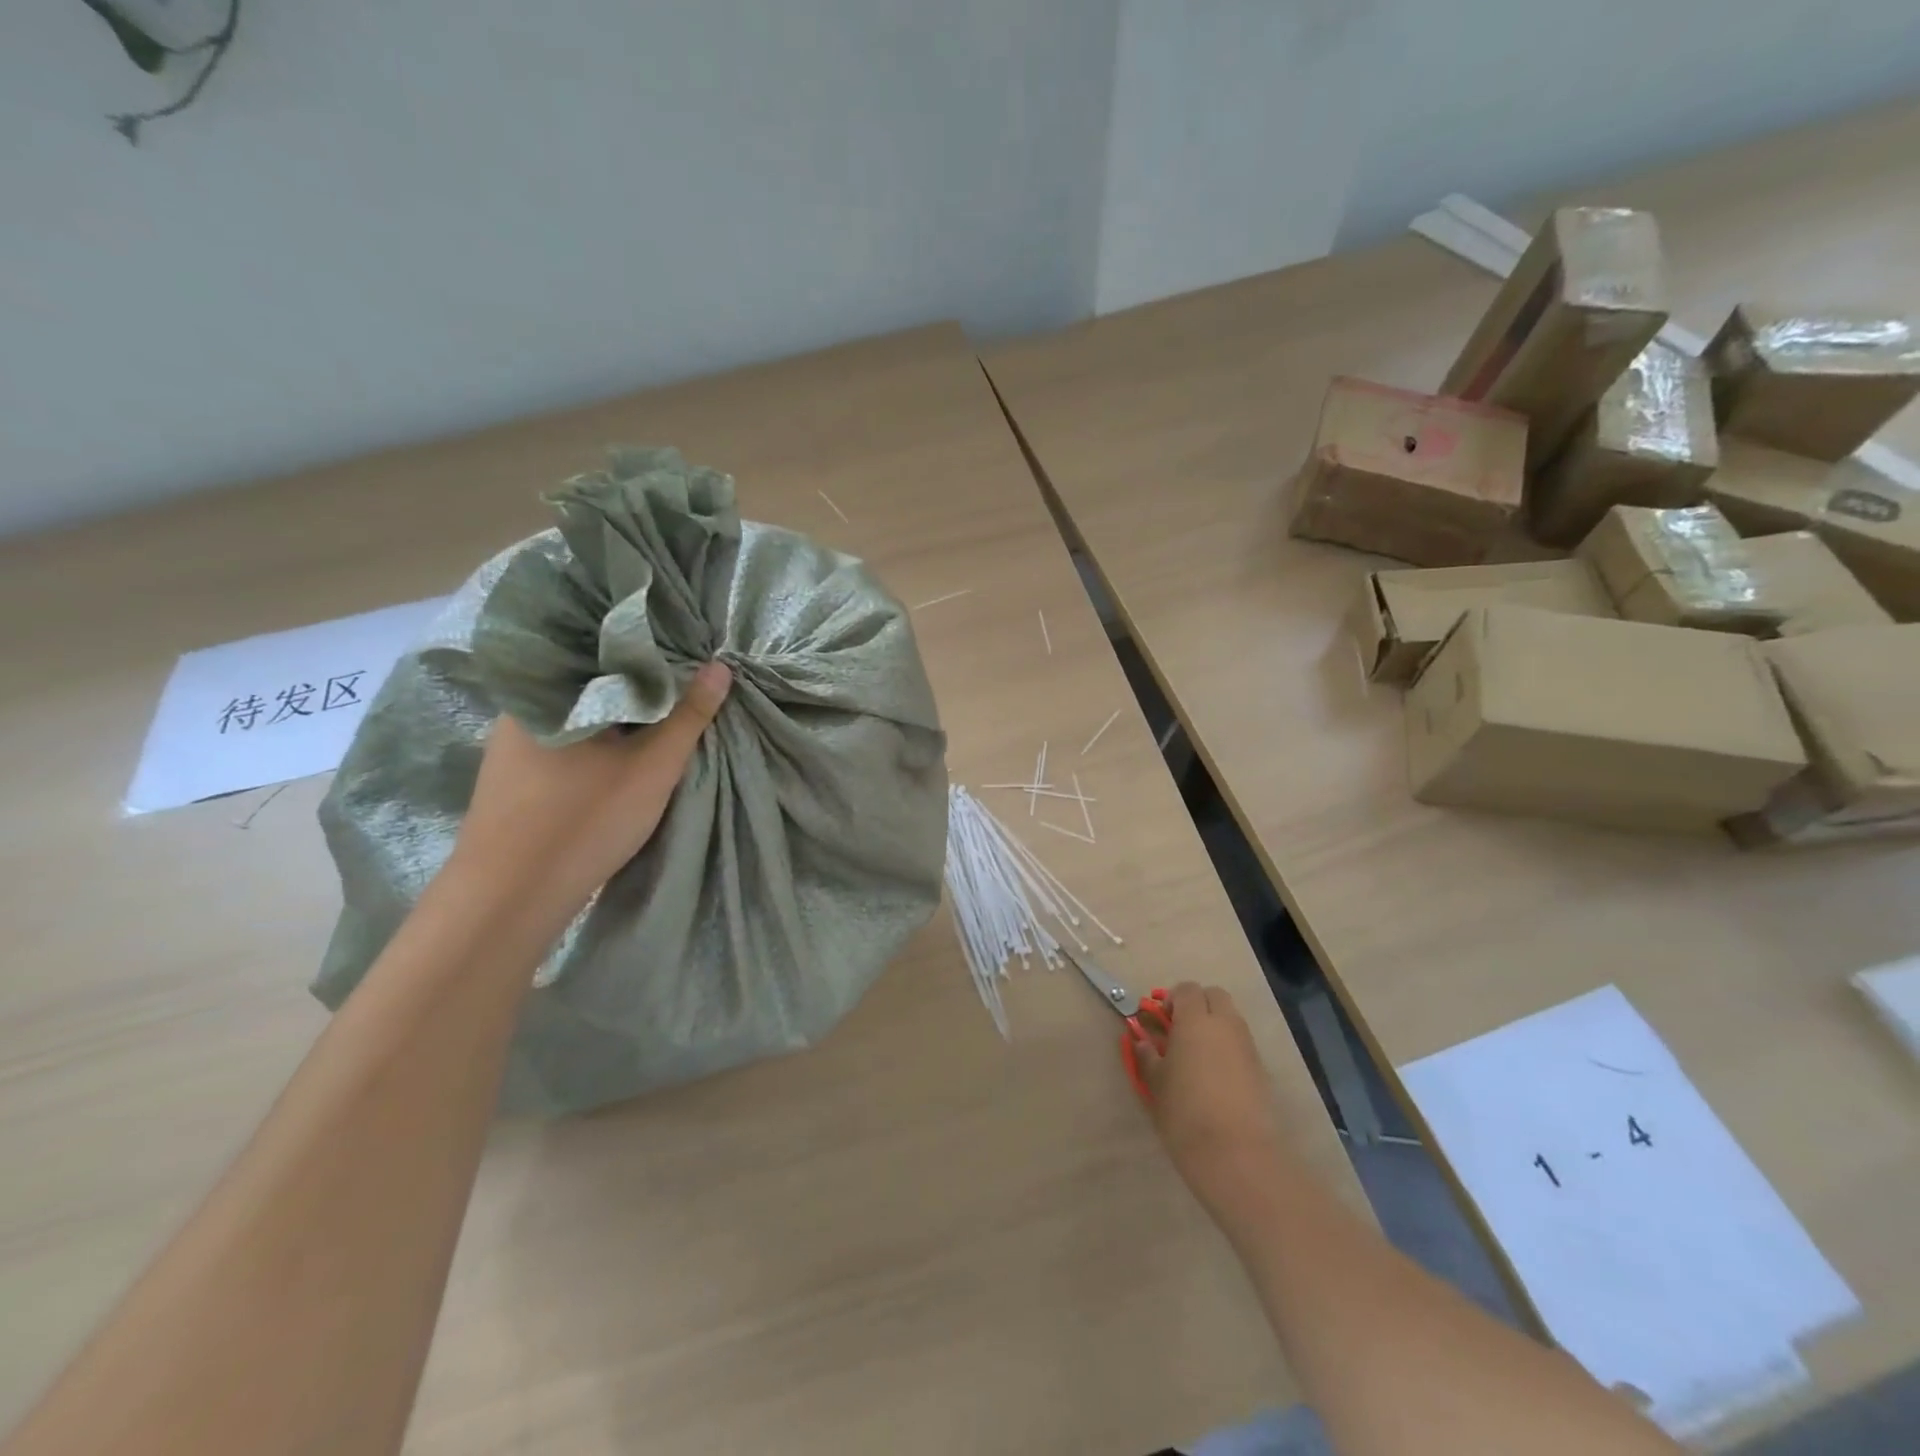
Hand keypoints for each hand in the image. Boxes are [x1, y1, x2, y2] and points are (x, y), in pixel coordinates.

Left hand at [445, 661, 732, 936]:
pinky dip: (598, 741)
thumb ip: (689, 715)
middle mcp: (522, 709)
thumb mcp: (652, 766)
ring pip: (581, 715)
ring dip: (618, 718)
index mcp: (548, 692)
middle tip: (683, 688)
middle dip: (638, 687)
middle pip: (593, 684)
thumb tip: (720, 666)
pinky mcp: (515, 777)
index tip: (688, 656)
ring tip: (661, 717)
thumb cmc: (584, 819)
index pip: (605, 651)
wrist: (511, 899)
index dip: (650, 651)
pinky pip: (567, 741)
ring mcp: (512, 745)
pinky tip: (622, 753)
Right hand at [1138, 982, 1287, 1216]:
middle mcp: (1225, 1025)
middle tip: (1179, 1029)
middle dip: (1197, 1004)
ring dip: (1214, 1025)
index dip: (1171, 998)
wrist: (1236, 1154)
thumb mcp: (1156, 1083)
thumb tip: (1142, 1041)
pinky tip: (1214, 1076)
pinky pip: (1241, 1043)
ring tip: (1196, 1055)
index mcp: (1195, 1020)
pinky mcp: (1260, 1070)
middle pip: (1214, 995)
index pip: (1187, 989)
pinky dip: (1227, 1047)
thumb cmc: (1185, 1113)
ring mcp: (1247, 1046)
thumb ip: (1147, 1056)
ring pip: (1231, 1018)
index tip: (1160, 1020)